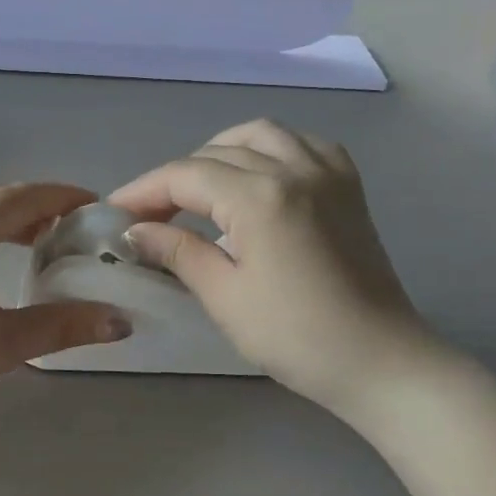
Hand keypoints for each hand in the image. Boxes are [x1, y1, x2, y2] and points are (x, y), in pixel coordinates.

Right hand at [110, 120, 431, 410]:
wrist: (380, 361)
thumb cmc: (297, 337)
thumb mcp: (225, 297)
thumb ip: (178, 252)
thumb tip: (135, 231)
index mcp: (260, 196)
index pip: (186, 175)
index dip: (144, 190)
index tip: (115, 211)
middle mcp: (294, 169)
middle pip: (217, 153)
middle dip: (176, 178)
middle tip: (151, 214)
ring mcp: (327, 172)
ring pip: (260, 134)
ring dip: (220, 152)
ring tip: (200, 187)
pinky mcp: (348, 186)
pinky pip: (303, 143)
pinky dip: (271, 148)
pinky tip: (260, 175)